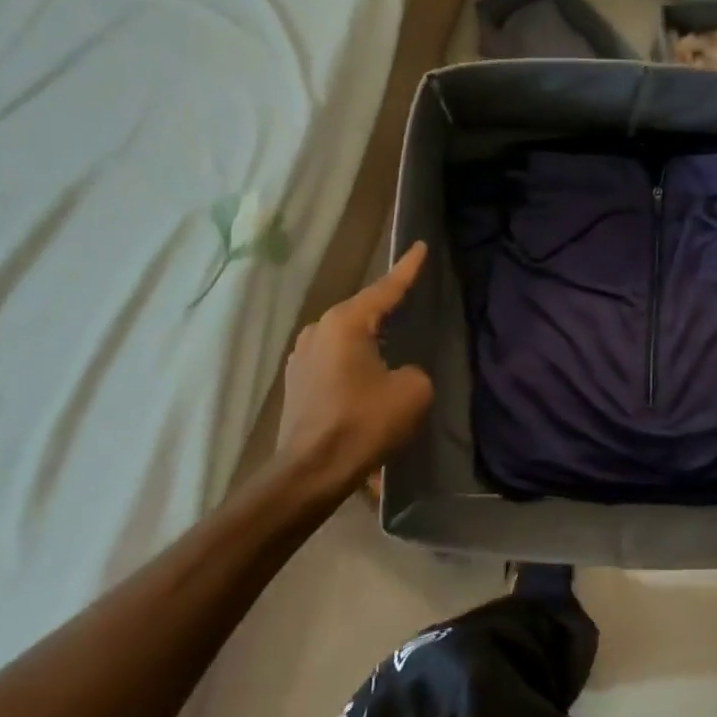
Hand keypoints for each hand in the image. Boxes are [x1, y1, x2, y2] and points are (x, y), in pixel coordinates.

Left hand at [275, 243, 434, 503]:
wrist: (312, 470)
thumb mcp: (412, 390)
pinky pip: (334, 358)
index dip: (407, 269)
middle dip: (386, 308)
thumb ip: (414, 369)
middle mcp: (318, 330)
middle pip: (362, 310)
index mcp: (346, 322)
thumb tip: (399, 372)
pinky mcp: (297, 381)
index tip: (419, 247)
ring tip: (391, 344)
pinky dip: (354, 360)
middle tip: (410, 301)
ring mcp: (302, 355)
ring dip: (369, 339)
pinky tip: (367, 376)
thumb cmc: (364, 422)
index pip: (385, 288)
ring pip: (346, 336)